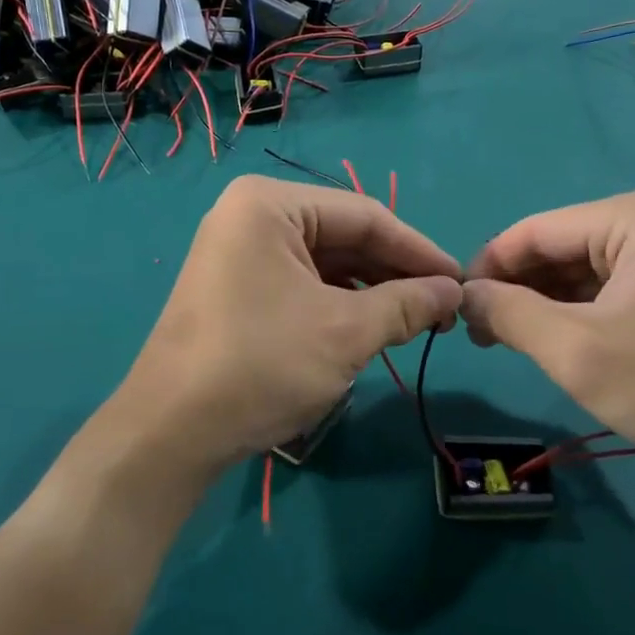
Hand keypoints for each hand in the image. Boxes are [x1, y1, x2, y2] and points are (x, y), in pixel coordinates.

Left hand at [108, 176, 462, 475]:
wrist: (172, 430)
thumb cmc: (261, 364)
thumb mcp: (345, 332)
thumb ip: (405, 304)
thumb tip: (452, 291)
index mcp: (270, 204)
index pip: (364, 216)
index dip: (419, 250)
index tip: (462, 282)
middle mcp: (250, 215)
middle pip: (343, 236)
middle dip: (394, 272)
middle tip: (443, 309)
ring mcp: (238, 251)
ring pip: (324, 262)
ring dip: (370, 290)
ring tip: (416, 321)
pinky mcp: (235, 286)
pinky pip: (300, 282)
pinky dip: (338, 303)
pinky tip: (371, 326)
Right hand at [460, 185, 634, 469]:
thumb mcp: (576, 351)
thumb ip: (509, 315)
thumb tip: (465, 295)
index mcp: (633, 215)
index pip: (534, 231)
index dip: (487, 267)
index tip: (456, 309)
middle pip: (558, 249)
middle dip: (516, 290)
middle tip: (481, 337)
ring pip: (582, 272)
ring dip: (544, 306)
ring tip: (511, 344)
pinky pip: (610, 290)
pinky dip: (577, 314)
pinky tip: (557, 344)